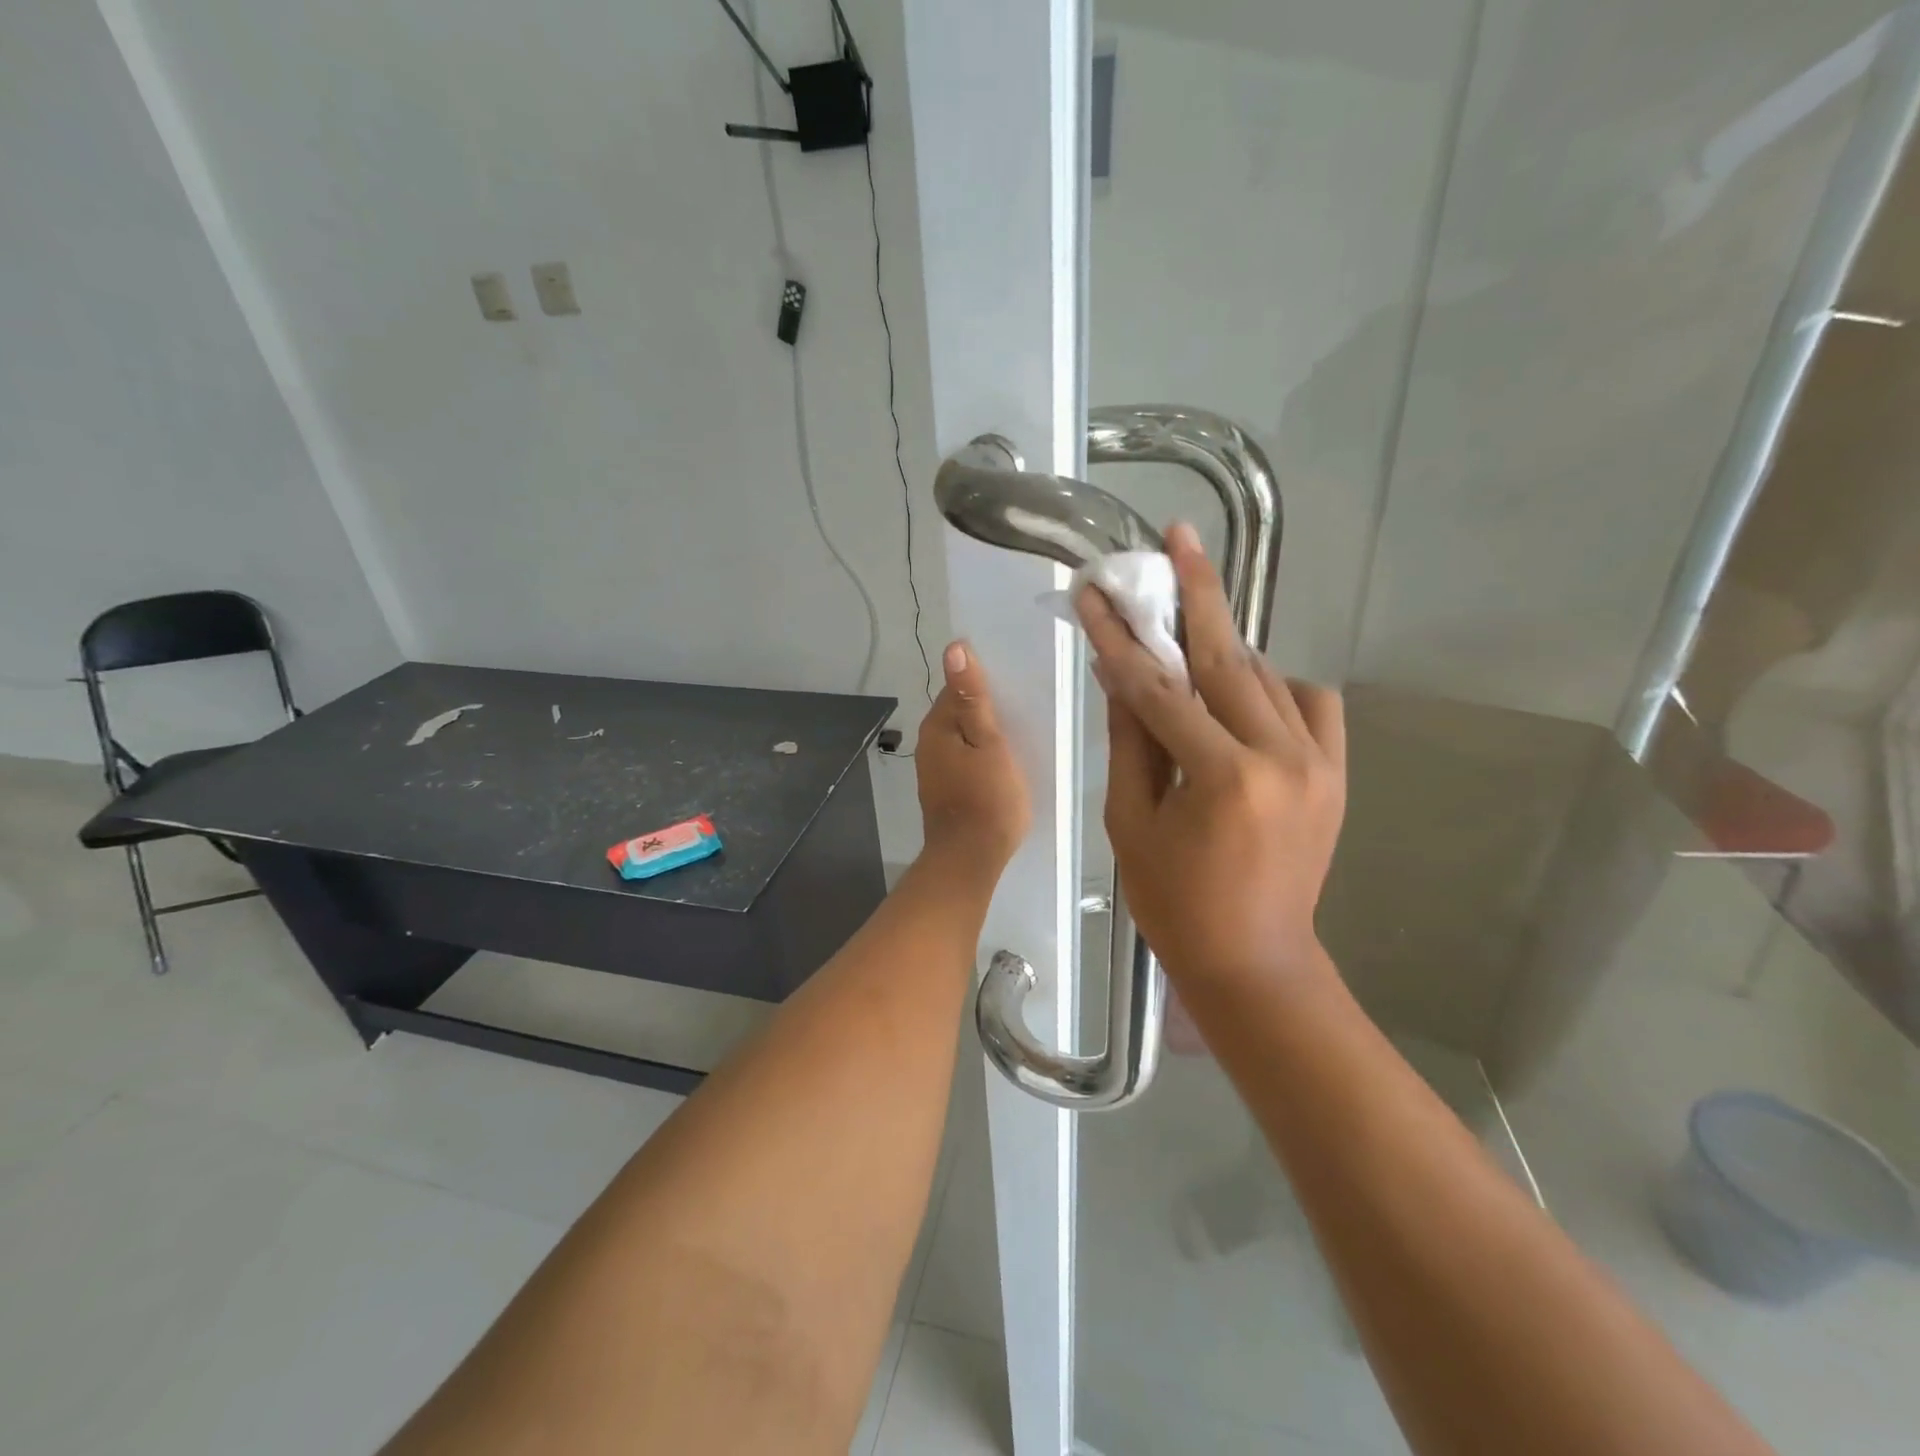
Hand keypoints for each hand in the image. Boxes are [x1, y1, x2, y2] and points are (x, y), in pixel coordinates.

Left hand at [916, 641, 1030, 868]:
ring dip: (985, 731)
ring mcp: (935, 769)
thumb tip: (954, 648)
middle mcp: (929, 743)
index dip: (985, 680)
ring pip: (962, 736)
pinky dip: (981, 754)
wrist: (970, 859)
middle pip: (959, 710)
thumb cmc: (987, 799)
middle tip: (1025, 705)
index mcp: (938, 726)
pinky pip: (964, 758)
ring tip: (1020, 730)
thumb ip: (973, 697)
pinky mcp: (945, 789)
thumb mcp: (989, 743)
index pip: (958, 685)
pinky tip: (1003, 761)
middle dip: (986, 706)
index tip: (1016, 682)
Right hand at [1077, 523, 1345, 991]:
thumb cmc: (1175, 902)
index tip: (1095, 594)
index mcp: (1223, 777)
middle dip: (1198, 593)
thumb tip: (1118, 673)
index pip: (1159, 689)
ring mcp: (1320, 762)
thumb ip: (1130, 740)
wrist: (1255, 959)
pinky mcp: (1336, 771)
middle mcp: (1281, 757)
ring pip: (1266, 675)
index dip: (1121, 638)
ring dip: (1223, 649)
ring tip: (1188, 631)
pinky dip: (1274, 686)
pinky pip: (1308, 702)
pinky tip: (1243, 695)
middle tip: (1179, 536)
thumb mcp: (1131, 822)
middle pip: (1228, 657)